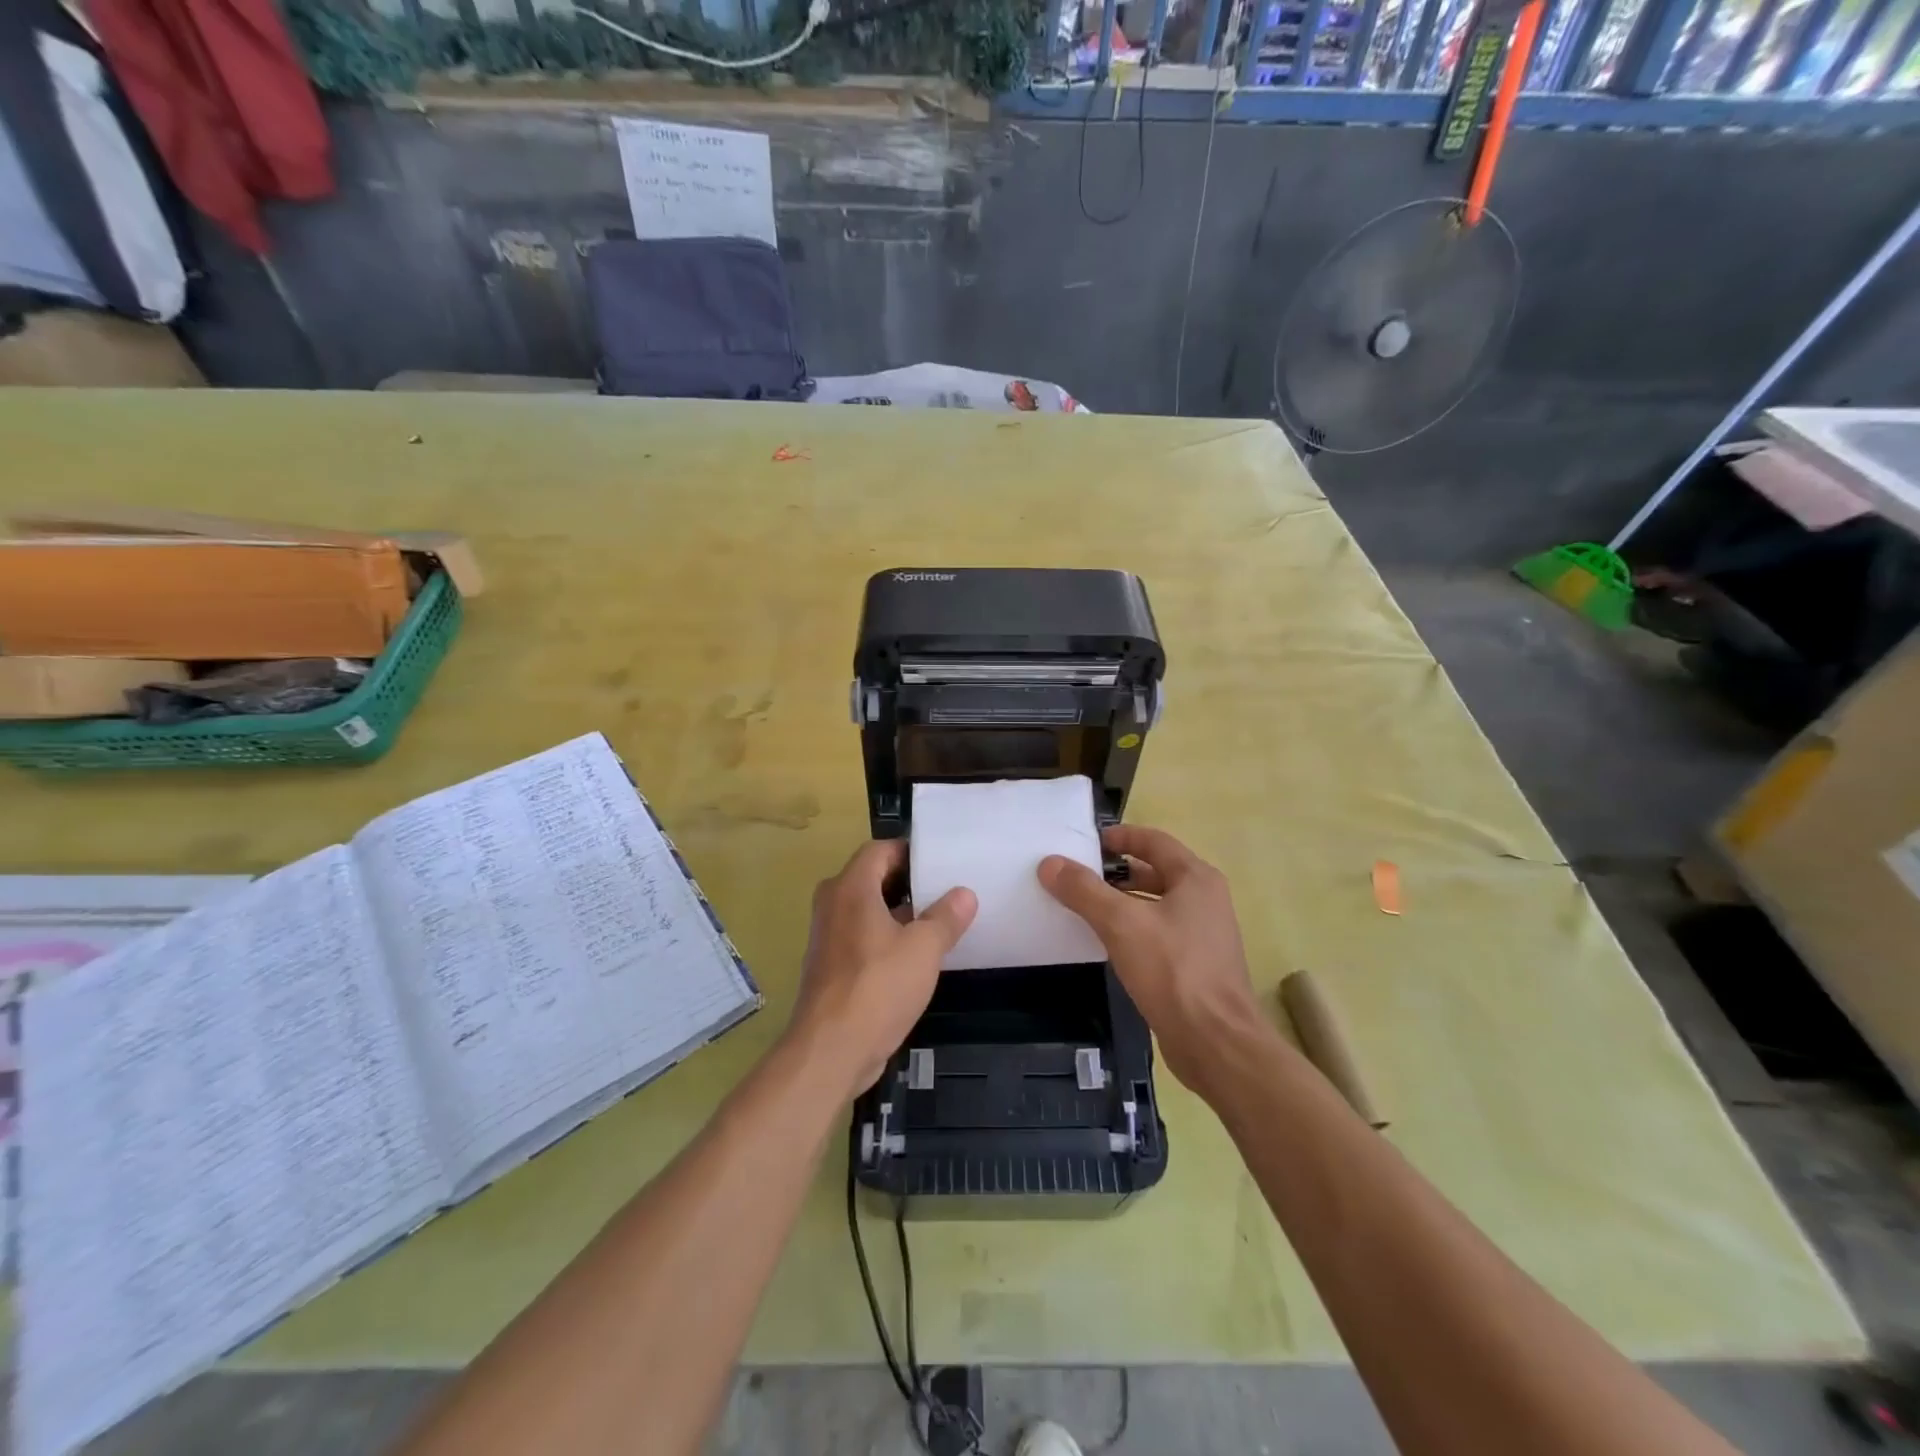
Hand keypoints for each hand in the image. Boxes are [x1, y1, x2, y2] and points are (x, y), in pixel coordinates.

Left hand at [790, 840, 976, 1096]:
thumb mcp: (924, 949)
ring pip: (867, 909)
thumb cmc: (878, 987)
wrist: (831, 1050)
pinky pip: (861, 936)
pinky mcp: (830, 966)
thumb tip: (964, 893)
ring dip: (899, 912)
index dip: (909, 851)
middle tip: (946, 887)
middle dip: (908, 881)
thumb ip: (946, 917)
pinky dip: (886, 936)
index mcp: (851, 888)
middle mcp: (833, 904)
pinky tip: (916, 954)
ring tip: (939, 918)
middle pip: (871, 878)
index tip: (940, 861)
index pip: (879, 850)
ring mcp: (828, 936)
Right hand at [1038, 825, 1267, 1100]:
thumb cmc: (1173, 970)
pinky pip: (1157, 934)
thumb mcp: (1121, 923)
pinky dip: (1131, 931)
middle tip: (1076, 875)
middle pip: (1154, 872)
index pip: (1153, 840)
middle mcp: (1205, 900)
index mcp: (1196, 879)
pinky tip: (1104, 944)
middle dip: (1115, 872)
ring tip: (1081, 907)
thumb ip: (1084, 890)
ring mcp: (1203, 935)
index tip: (1086, 842)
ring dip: (1121, 903)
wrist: (1215, 1042)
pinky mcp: (1195, 965)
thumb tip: (1050, 863)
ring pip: (1154, 905)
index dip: (1120, 836)